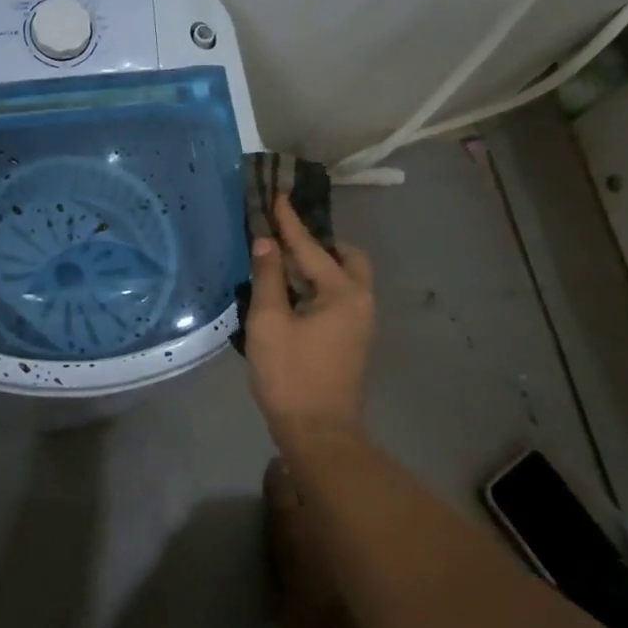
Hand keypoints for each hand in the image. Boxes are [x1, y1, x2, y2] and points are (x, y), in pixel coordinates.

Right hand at [245, 196, 374, 441]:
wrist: (318, 432)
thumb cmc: (290, 374)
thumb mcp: (269, 322)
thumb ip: (268, 278)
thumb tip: (266, 243)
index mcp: (343, 293)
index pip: (312, 247)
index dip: (290, 222)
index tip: (277, 196)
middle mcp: (361, 302)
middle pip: (347, 259)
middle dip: (319, 244)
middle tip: (287, 241)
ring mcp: (361, 323)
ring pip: (346, 279)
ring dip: (320, 266)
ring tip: (285, 265)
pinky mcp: (353, 340)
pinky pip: (341, 297)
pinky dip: (321, 286)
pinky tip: (294, 294)